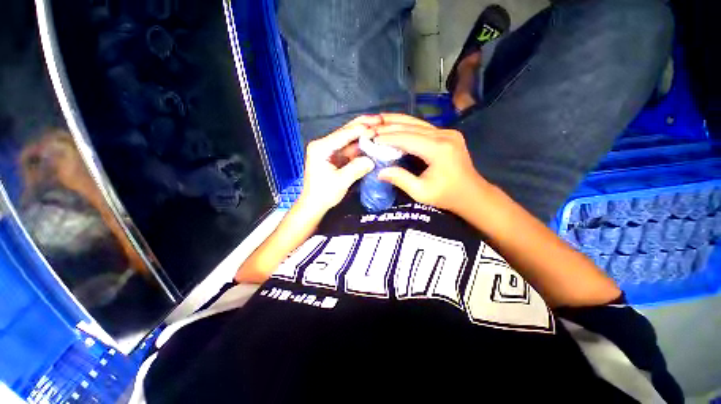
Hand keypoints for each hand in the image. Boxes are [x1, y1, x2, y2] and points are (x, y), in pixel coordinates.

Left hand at [298, 116, 379, 212]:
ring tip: (379, 128)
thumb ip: (356, 169)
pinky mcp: (334, 156)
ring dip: (363, 134)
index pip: (344, 134)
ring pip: (349, 138)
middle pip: (345, 131)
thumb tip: (372, 160)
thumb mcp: (341, 182)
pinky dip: (361, 145)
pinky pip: (349, 148)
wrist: (314, 204)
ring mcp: (329, 150)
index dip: (361, 129)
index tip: (378, 126)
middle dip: (363, 125)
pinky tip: (371, 141)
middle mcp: (324, 144)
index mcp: (321, 148)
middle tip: (380, 120)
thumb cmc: (323, 194)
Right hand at [374, 116, 489, 214]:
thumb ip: (400, 179)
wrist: (471, 194)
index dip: (388, 138)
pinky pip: (423, 127)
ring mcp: (447, 132)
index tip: (371, 138)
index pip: (407, 138)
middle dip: (389, 126)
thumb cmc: (446, 196)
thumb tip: (379, 172)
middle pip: (411, 126)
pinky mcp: (447, 134)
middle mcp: (444, 135)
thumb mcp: (421, 192)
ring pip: (417, 123)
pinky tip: (396, 124)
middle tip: (371, 127)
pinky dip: (407, 126)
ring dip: (397, 122)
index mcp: (438, 149)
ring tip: (379, 120)